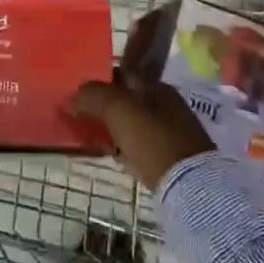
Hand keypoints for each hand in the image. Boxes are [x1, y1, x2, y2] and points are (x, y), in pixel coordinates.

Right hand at [72, 69, 212, 191]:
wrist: (191, 187)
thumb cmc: (153, 140)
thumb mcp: (118, 110)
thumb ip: (93, 96)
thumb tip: (72, 96)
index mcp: (157, 87)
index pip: (121, 75)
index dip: (98, 81)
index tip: (75, 92)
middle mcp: (166, 106)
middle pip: (125, 100)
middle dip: (102, 106)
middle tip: (76, 115)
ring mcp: (169, 133)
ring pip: (130, 124)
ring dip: (110, 128)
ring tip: (87, 135)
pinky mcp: (169, 159)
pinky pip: (137, 146)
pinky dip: (122, 148)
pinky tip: (110, 155)